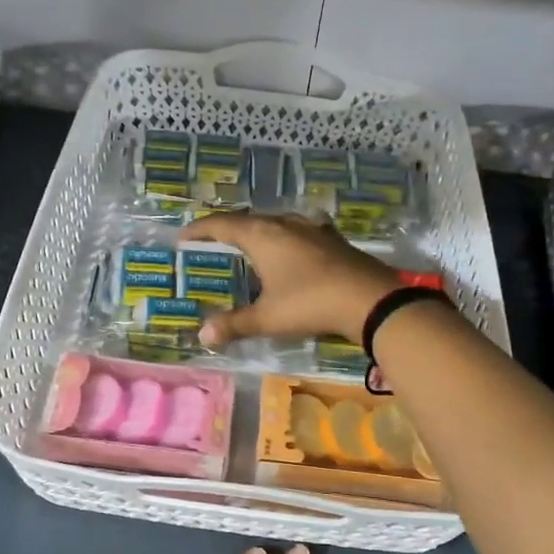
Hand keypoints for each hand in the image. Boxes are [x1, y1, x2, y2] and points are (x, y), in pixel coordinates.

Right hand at [181, 213, 402, 347]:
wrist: (369, 299)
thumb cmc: (310, 303)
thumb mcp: (268, 318)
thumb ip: (235, 324)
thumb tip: (203, 334)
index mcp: (262, 236)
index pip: (222, 225)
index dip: (200, 229)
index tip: (184, 236)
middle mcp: (284, 224)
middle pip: (248, 220)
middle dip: (228, 229)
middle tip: (213, 241)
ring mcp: (312, 228)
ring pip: (276, 222)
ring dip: (259, 230)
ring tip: (250, 243)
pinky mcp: (332, 238)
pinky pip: (300, 229)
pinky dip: (286, 236)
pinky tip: (294, 243)